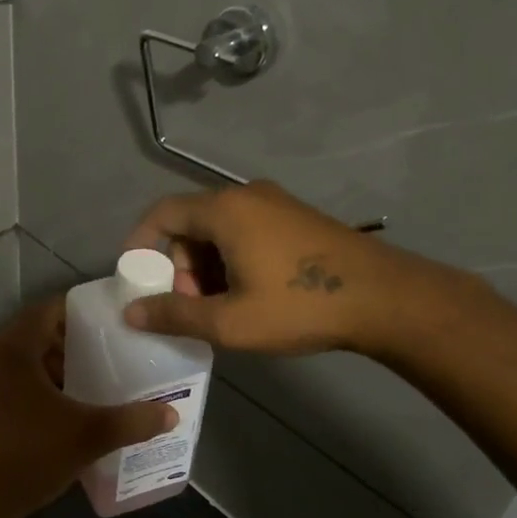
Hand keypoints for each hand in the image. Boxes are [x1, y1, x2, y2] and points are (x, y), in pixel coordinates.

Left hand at [0, 298, 177, 517]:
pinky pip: (13, 382)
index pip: (48, 309)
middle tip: (111, 351)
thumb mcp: (87, 436)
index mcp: (13, 349)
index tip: (112, 320)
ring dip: (57, 367)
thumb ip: (131, 421)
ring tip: (95, 380)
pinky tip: (67, 410)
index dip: (80, 311)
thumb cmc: (27, 455)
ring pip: (25, 361)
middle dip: (73, 342)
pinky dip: (40, 387)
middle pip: (37, 334)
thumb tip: (171, 414)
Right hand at [120, 182, 455, 356]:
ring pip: (219, 230)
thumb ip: (174, 315)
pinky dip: (233, 258)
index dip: (139, 244)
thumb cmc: (299, 306)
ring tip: (224, 306)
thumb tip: (130, 312)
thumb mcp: (229, 321)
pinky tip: (252, 293)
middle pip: (191, 224)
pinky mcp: (297, 217)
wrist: (386, 299)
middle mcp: (246, 196)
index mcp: (224, 210)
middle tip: (193, 305)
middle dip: (180, 265)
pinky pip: (246, 230)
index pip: (162, 213)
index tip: (136, 278)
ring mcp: (276, 203)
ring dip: (207, 266)